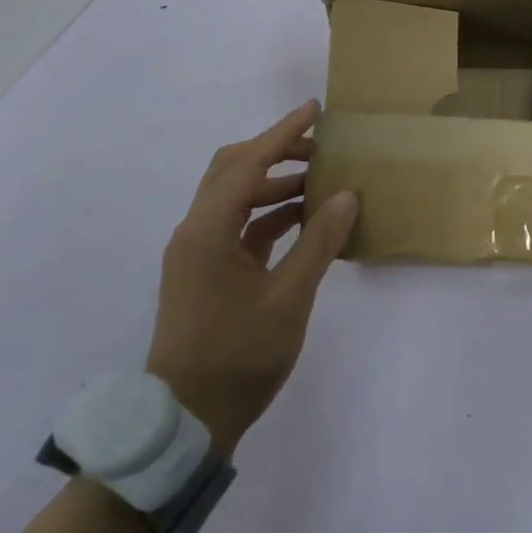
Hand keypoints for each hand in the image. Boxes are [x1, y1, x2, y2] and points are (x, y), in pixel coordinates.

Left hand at [145, 101, 356, 455]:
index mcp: (207, 232)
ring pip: (235, 197)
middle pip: (233, 170)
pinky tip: (303, 220)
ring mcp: (198, 253)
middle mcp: (196, 232)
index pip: (248, 163)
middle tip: (319, 146)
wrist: (186, 422)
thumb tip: (345, 195)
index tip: (314, 110)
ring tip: (320, 182)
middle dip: (276, 151)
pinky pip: (238, 225)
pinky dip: (269, 214)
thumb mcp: (289, 298)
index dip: (283, 133)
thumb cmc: (238, 357)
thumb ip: (319, 242)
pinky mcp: (206, 272)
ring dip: (274, 183)